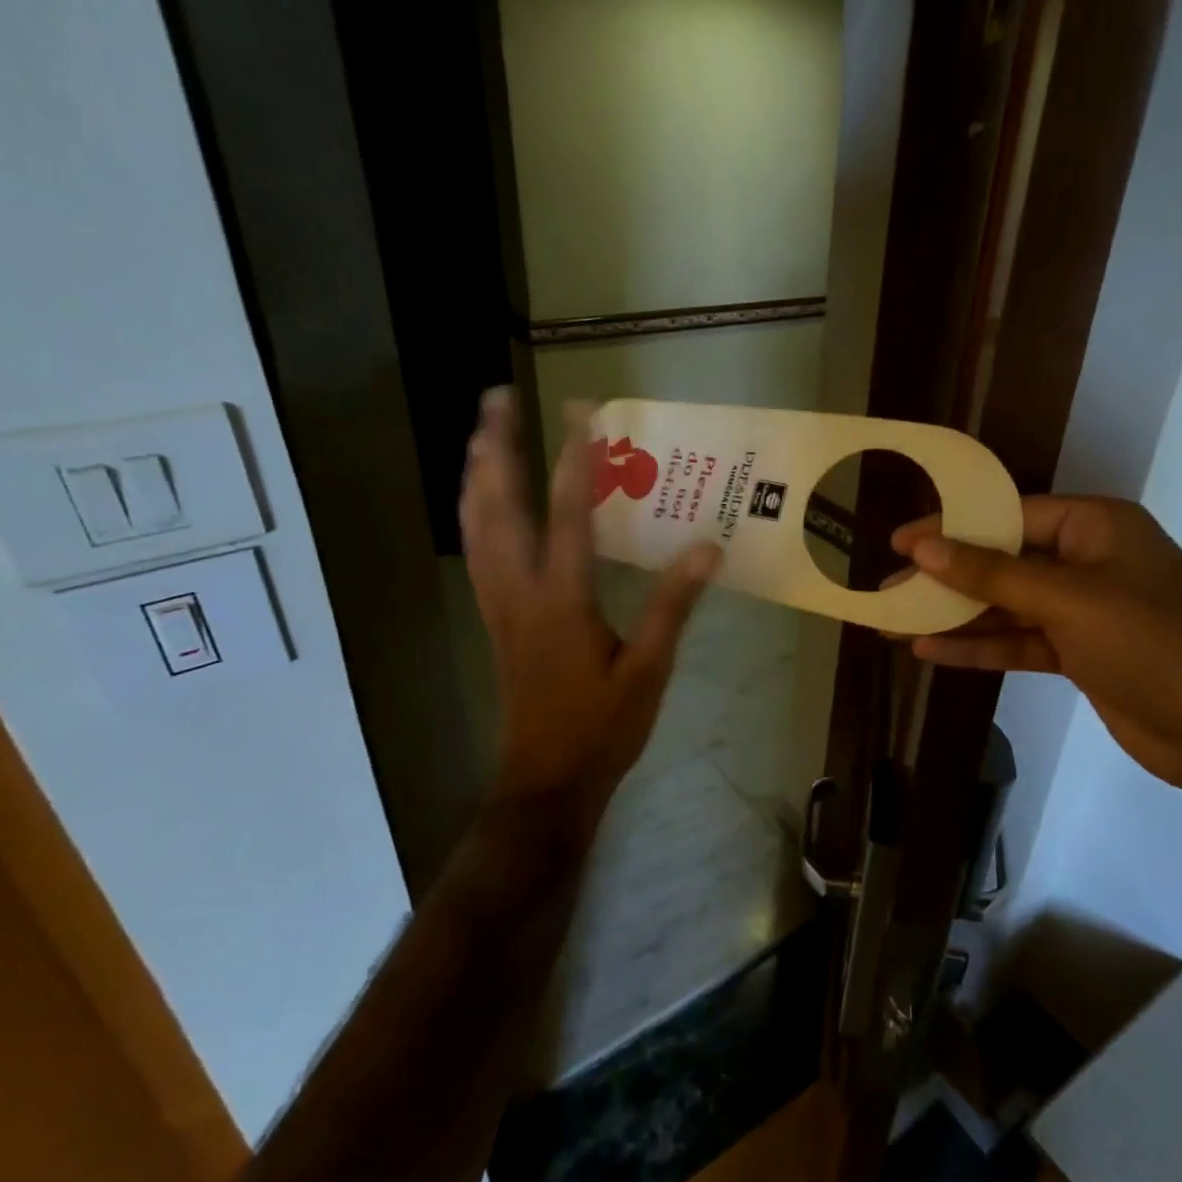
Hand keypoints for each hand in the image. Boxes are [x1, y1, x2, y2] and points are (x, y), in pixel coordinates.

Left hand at [461, 389, 720, 820]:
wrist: (546, 781)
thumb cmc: (602, 729)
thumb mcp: (649, 670)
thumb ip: (673, 606)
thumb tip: (708, 549)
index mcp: (562, 601)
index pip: (570, 515)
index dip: (578, 460)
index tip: (582, 412)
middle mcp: (519, 592)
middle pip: (498, 507)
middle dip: (495, 448)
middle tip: (495, 399)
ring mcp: (498, 606)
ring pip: (475, 528)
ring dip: (475, 476)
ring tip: (479, 435)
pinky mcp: (494, 620)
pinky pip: (475, 553)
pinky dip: (473, 515)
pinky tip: (480, 504)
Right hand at [892, 496, 1181, 794]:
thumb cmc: (1150, 645)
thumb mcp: (1067, 600)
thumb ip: (992, 573)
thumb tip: (925, 547)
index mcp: (1095, 526)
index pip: (1008, 515)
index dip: (950, 527)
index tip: (899, 541)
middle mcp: (1087, 561)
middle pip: (1001, 561)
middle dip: (945, 578)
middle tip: (887, 588)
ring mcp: (1082, 610)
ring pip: (1004, 605)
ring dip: (954, 616)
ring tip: (893, 622)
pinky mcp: (1077, 653)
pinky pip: (1017, 641)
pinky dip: (978, 646)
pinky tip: (930, 651)